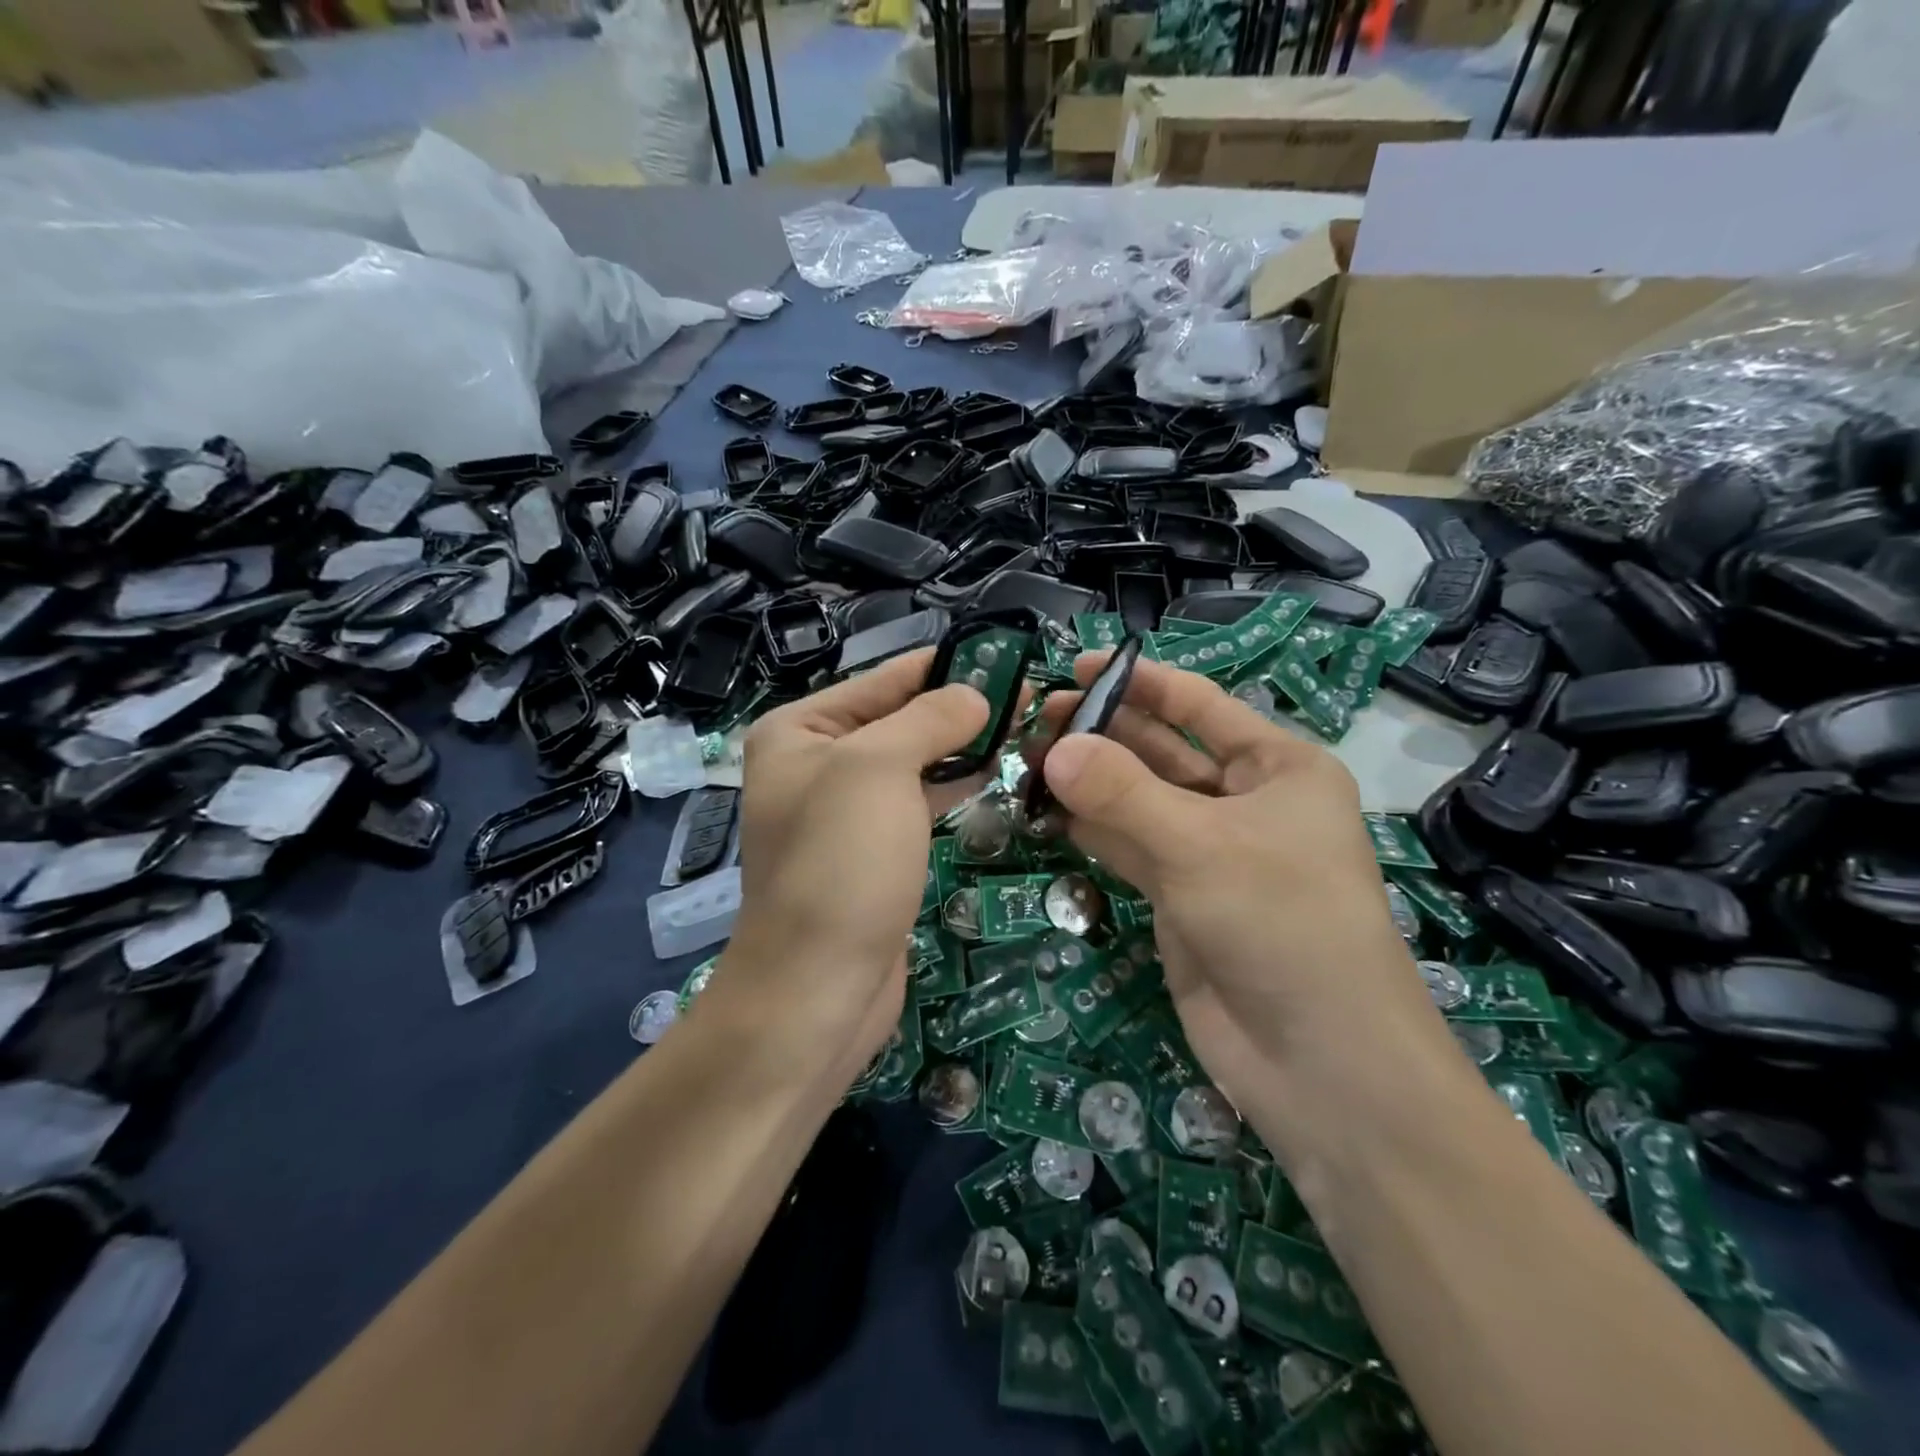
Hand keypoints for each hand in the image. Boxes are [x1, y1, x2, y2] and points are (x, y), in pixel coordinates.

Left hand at [710, 650, 987, 1088]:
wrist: (818, 988)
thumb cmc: (841, 863)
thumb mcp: (879, 769)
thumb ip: (929, 719)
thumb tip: (975, 695)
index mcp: (799, 732)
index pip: (881, 680)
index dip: (942, 665)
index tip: (1003, 655)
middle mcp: (815, 765)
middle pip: (898, 720)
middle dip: (957, 709)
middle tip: (1026, 697)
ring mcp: (844, 812)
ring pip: (912, 763)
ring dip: (960, 747)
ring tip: (1021, 729)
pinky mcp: (872, 852)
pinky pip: (916, 803)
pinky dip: (951, 787)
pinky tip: (993, 775)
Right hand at [1032, 654, 1449, 1112]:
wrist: (1317, 1060)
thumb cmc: (1281, 922)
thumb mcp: (1200, 845)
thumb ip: (1121, 793)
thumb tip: (1054, 747)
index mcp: (1277, 768)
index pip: (1198, 706)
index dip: (1139, 682)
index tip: (1077, 665)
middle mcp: (1244, 802)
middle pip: (1161, 751)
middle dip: (1102, 732)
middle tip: (1035, 717)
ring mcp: (1209, 852)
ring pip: (1138, 801)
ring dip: (1088, 782)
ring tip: (1026, 758)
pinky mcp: (1179, 897)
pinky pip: (1128, 848)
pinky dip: (1090, 830)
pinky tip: (1045, 812)